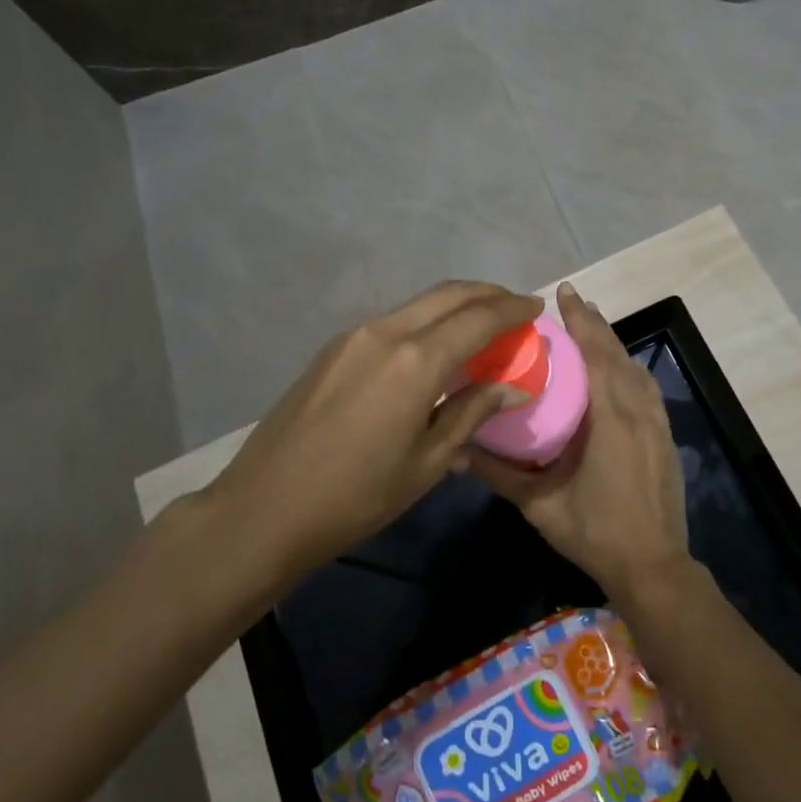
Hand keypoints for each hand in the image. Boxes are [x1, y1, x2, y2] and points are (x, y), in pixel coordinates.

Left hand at [206, 281, 541, 584]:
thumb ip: (472, 413)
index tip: (536, 307)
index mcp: (416, 360)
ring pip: (419, 304)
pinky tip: (434, 347)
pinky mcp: (334, 348)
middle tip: (514, 307)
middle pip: (449, 294)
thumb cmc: (356, 496)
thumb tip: (514, 388)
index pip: (479, 318)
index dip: (512, 310)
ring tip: (480, 325)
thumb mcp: (427, 463)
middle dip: (487, 294)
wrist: (264, 508)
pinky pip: (394, 321)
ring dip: (455, 305)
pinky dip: (426, 321)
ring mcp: (355, 335)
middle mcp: (387, 332)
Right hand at [472, 283, 690, 600]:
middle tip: (573, 301)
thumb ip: (500, 474)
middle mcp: (638, 411)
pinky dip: (628, 368)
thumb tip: (459, 450)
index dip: (581, 321)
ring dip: (613, 344)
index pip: (596, 355)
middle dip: (595, 324)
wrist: (654, 567)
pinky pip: (646, 388)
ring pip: (635, 369)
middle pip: (617, 354)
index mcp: (611, 419)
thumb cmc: (595, 532)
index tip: (566, 292)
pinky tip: (617, 370)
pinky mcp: (665, 436)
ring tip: (591, 327)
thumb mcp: (540, 505)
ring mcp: (657, 423)